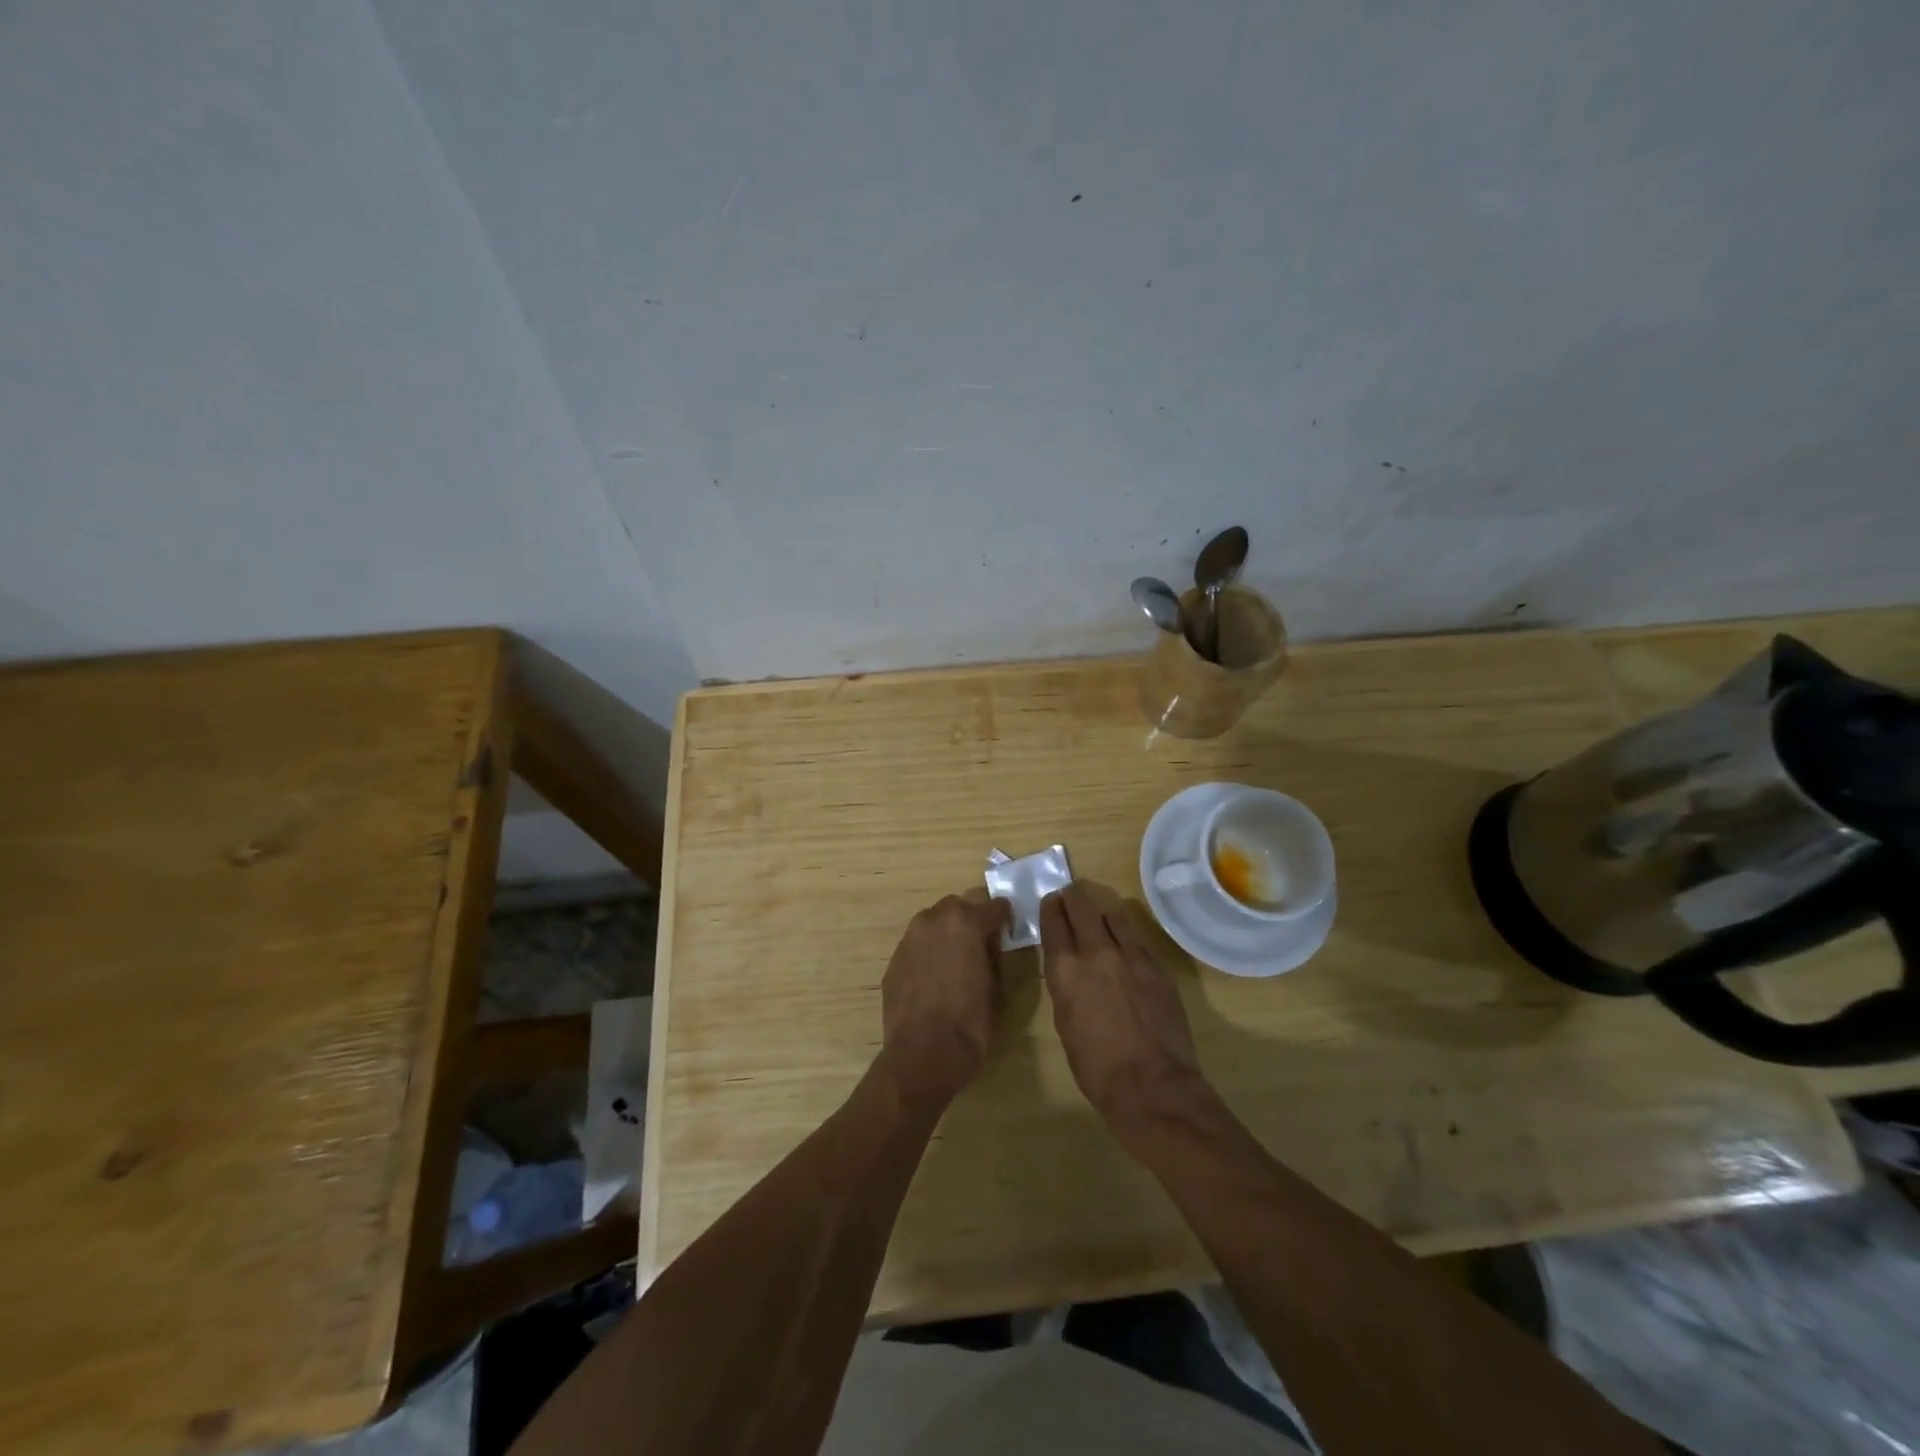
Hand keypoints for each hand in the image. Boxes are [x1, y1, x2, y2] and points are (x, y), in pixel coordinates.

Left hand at [878, 891, 1010, 1109]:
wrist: (923, 1055)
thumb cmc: (970, 1023)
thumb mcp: (998, 988)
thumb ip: (995, 955)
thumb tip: (991, 944)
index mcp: (966, 922)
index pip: (995, 906)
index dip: (1005, 919)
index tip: (1009, 932)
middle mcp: (934, 920)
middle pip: (959, 907)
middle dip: (972, 920)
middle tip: (981, 945)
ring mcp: (909, 938)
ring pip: (934, 923)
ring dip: (947, 934)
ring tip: (956, 961)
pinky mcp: (894, 959)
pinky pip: (917, 946)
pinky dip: (928, 953)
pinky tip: (934, 979)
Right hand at [1040, 885, 1209, 1125]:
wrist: (1152, 1085)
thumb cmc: (1096, 1067)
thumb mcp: (1065, 1024)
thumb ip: (1066, 987)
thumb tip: (1070, 970)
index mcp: (1065, 970)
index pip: (1053, 922)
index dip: (1050, 908)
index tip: (1050, 902)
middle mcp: (1096, 952)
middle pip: (1081, 906)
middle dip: (1072, 897)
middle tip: (1070, 896)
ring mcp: (1131, 955)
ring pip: (1114, 914)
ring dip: (1103, 913)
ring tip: (1101, 919)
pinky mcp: (1157, 965)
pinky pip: (1138, 937)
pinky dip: (1127, 935)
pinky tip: (1126, 945)